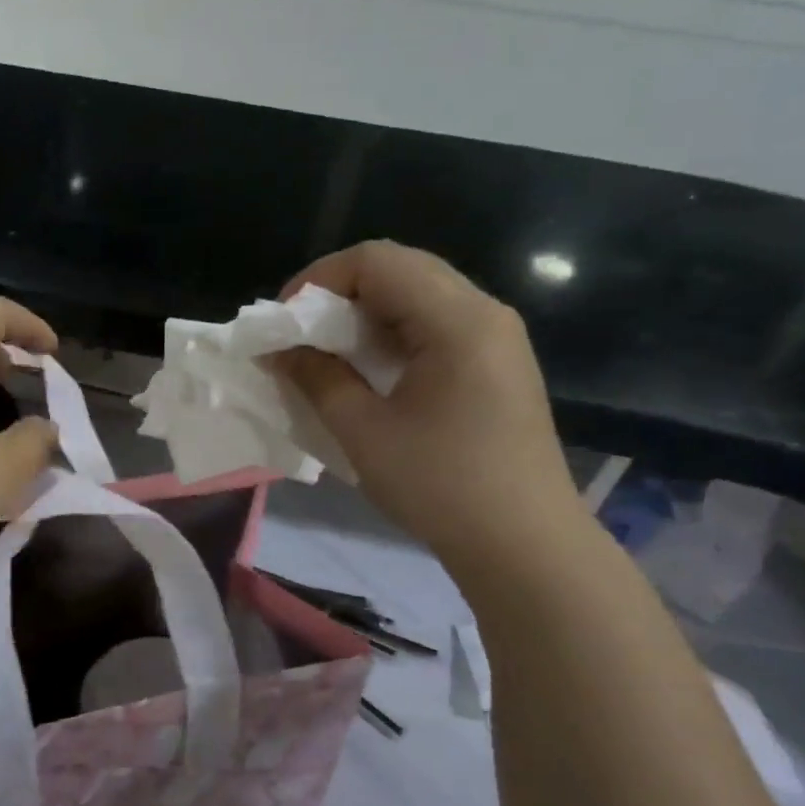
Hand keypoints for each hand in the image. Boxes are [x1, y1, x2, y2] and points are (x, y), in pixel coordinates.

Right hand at [272, 241, 583, 566]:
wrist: (524, 544)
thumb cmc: (441, 486)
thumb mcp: (364, 432)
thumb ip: (317, 378)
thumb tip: (280, 349)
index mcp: (457, 319)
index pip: (376, 261)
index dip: (318, 280)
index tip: (283, 323)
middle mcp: (484, 312)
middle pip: (400, 269)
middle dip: (338, 295)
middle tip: (300, 337)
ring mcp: (496, 338)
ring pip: (418, 296)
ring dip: (364, 316)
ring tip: (327, 356)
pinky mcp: (497, 364)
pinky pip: (436, 326)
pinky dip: (392, 336)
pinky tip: (370, 373)